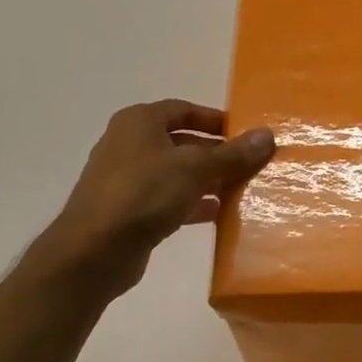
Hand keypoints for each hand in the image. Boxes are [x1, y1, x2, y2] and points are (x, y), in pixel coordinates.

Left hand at [39, 100, 274, 290]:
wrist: (94, 251)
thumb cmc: (144, 193)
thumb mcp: (196, 168)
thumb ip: (233, 153)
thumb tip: (268, 135)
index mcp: (139, 122)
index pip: (184, 110)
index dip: (216, 119)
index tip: (245, 134)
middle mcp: (129, 144)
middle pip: (182, 142)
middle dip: (217, 153)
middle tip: (249, 164)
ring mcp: (126, 179)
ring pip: (177, 173)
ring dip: (207, 180)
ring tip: (241, 190)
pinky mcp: (128, 211)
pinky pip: (168, 199)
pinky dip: (192, 203)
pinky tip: (218, 214)